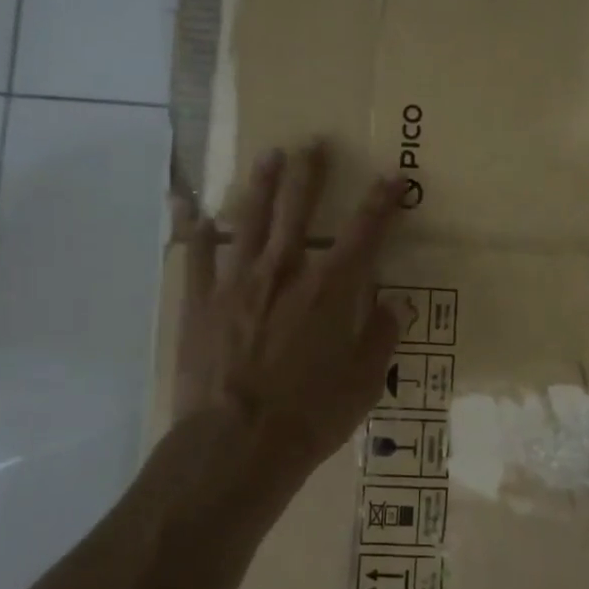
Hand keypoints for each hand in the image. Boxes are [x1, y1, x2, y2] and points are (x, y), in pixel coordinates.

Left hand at [173, 141, 404, 479]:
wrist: (236, 445)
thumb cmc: (310, 416)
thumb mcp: (364, 383)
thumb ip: (382, 336)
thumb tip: (396, 302)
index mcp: (330, 291)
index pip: (364, 234)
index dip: (381, 202)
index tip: (393, 177)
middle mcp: (285, 274)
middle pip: (298, 211)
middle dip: (309, 175)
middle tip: (313, 143)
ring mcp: (238, 284)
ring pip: (249, 221)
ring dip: (260, 185)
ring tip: (268, 155)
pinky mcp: (200, 303)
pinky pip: (196, 257)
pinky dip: (195, 231)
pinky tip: (192, 208)